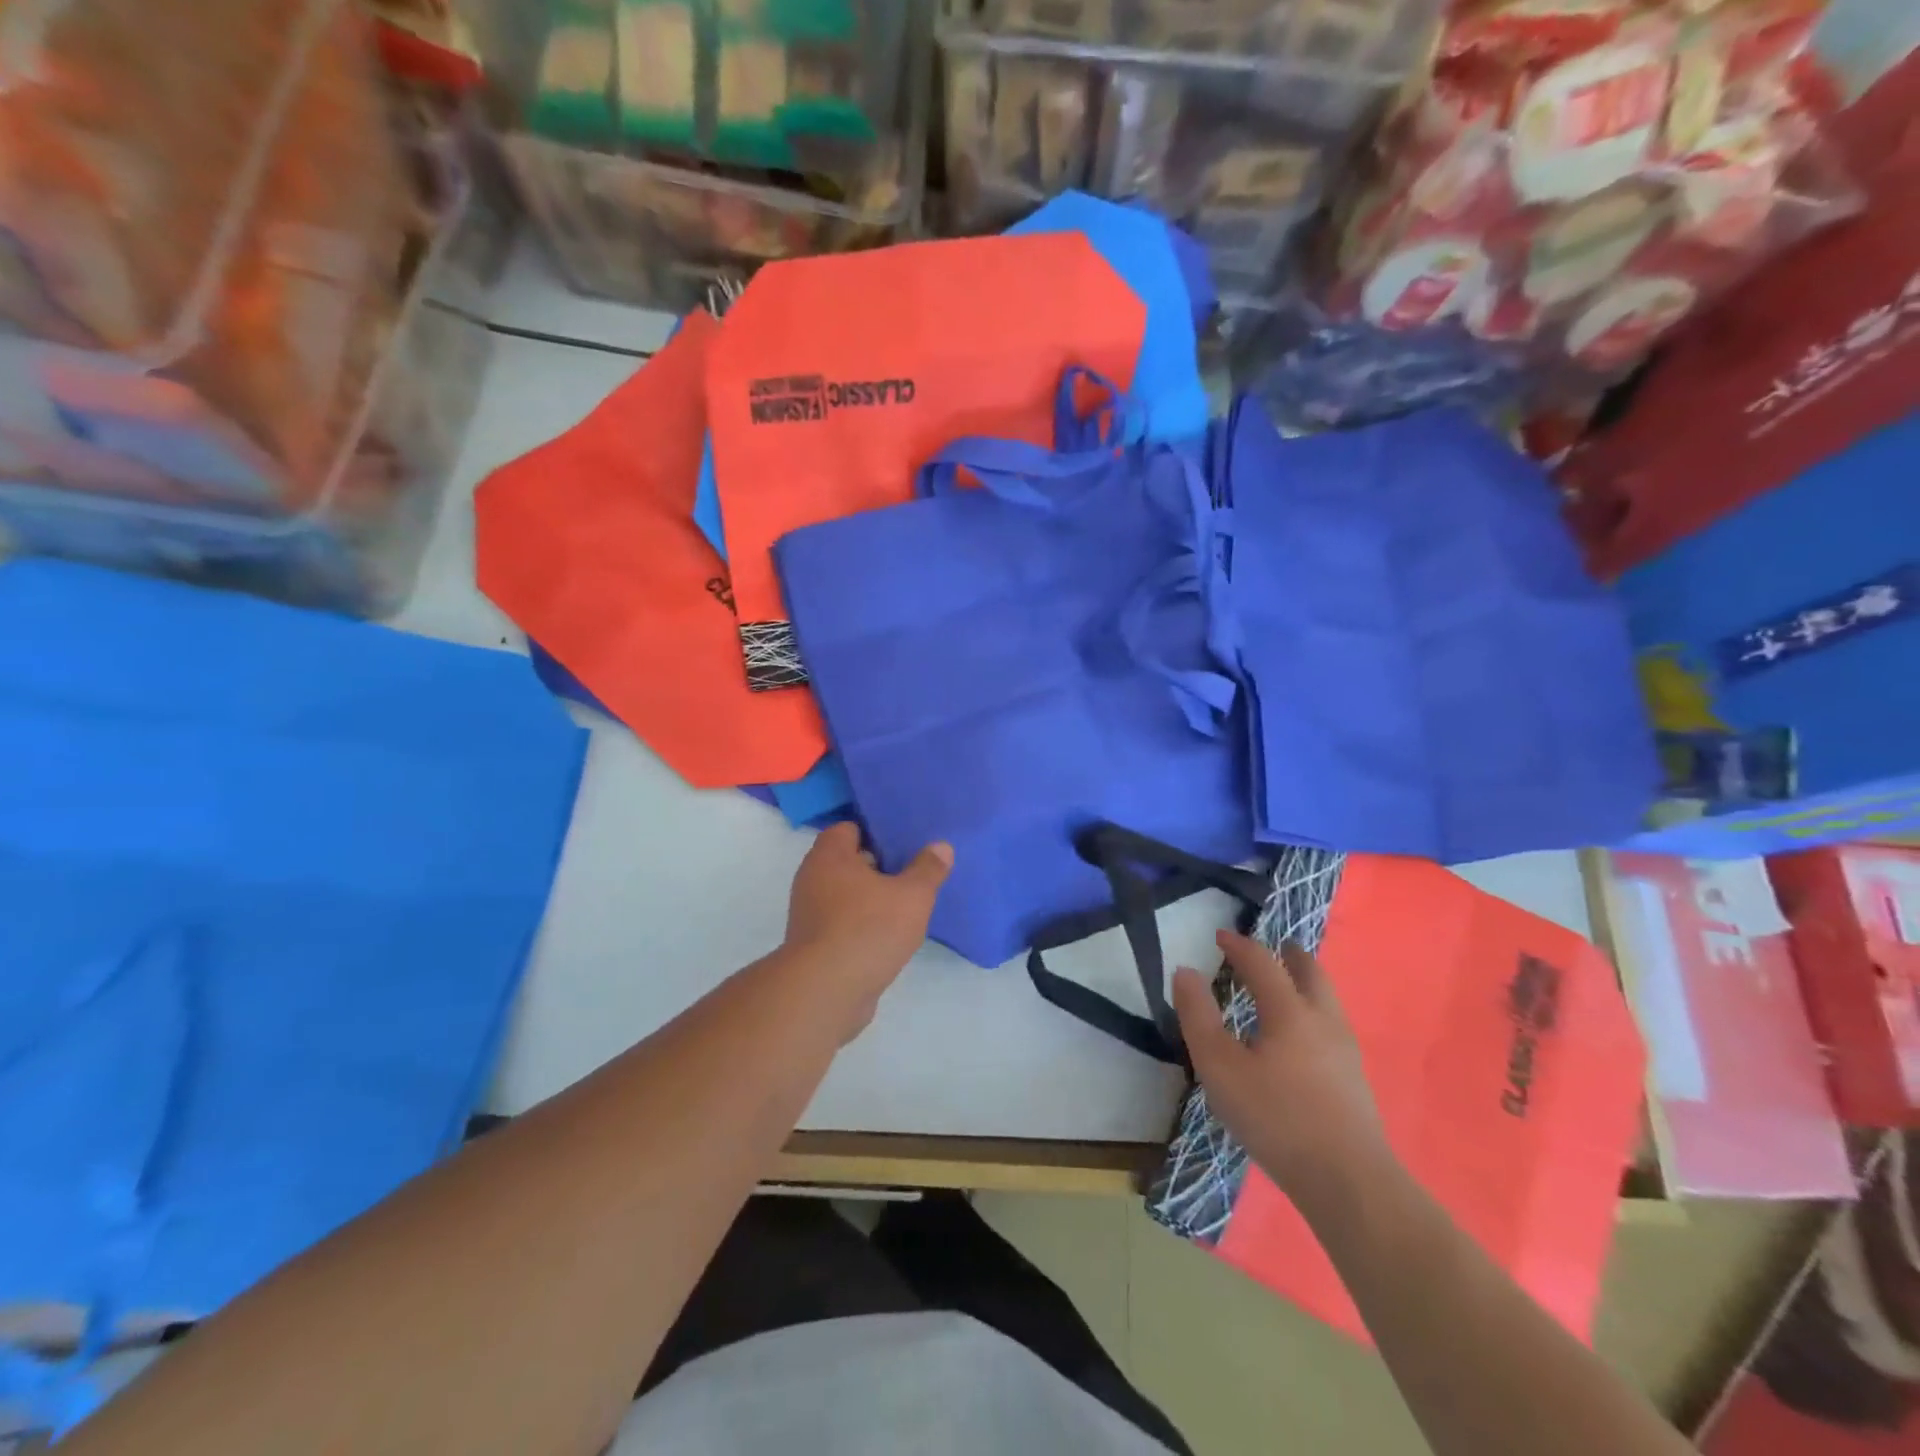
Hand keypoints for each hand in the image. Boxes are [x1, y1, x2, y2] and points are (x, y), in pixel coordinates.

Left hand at [785, 823, 952, 1027]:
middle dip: (878, 866)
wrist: (826, 992)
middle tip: (912, 870)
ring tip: (906, 904)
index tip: (904, 840)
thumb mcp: (912, 895)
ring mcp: (810, 914)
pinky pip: (843, 924)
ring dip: (871, 899)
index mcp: (829, 856)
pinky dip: (862, 926)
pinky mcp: (815, 945)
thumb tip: (941, 846)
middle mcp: (813, 879)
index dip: (877, 831)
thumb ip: (928, 869)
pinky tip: (889, 936)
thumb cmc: (868, 929)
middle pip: (848, 862)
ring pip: (846, 895)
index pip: (849, 828)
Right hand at [1172, 931, 1388, 1213]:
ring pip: (1327, 1001)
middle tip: (1278, 946)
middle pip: (1311, 974)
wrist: (1348, 1181)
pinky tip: (1302, 1038)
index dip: (1240, 946)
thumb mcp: (1220, 1067)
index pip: (1263, 963)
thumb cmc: (1275, 1117)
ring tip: (1289, 986)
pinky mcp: (1354, 1082)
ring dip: (1307, 983)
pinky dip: (1314, 1013)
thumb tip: (1185, 971)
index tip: (1221, 936)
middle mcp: (1323, 1021)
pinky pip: (1332, 1027)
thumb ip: (1198, 1016)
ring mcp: (1345, 1052)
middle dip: (1291, 956)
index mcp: (1289, 1011)